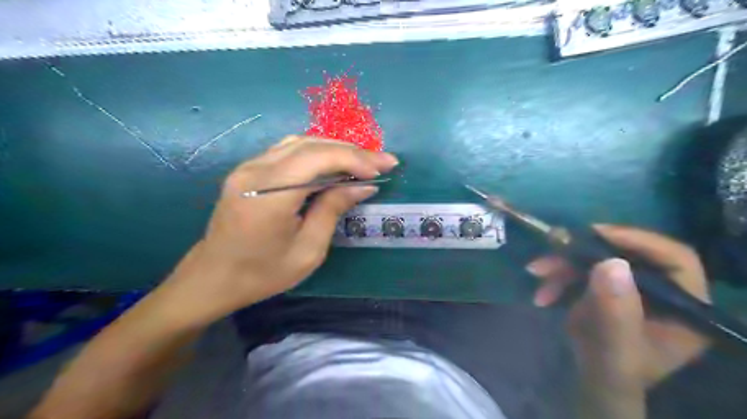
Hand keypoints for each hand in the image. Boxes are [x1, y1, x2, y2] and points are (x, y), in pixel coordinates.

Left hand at [155, 138, 398, 326]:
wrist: (213, 277)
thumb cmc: (263, 273)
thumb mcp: (308, 250)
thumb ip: (333, 210)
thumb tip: (363, 186)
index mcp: (269, 195)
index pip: (318, 159)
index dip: (354, 159)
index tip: (383, 168)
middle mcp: (256, 171)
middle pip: (311, 145)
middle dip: (352, 151)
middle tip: (382, 161)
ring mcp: (248, 166)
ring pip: (300, 142)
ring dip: (335, 148)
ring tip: (363, 161)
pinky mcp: (248, 170)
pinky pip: (288, 150)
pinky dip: (317, 152)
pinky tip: (334, 163)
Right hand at [527, 224, 707, 414]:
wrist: (594, 381)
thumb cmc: (614, 372)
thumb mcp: (616, 347)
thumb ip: (616, 311)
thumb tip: (610, 263)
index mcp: (685, 305)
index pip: (675, 259)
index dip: (638, 241)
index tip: (597, 234)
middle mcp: (661, 289)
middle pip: (627, 253)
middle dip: (583, 252)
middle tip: (554, 246)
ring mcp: (630, 286)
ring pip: (597, 259)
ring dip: (562, 264)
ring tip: (536, 272)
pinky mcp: (606, 286)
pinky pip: (580, 270)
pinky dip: (557, 277)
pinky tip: (542, 294)